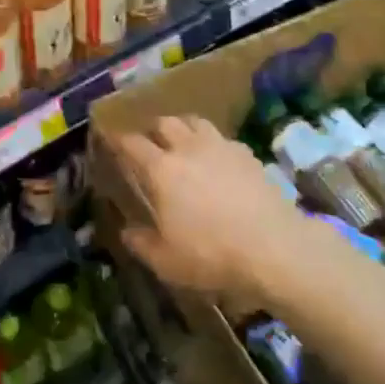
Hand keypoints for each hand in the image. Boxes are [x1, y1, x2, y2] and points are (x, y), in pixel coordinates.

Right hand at [112, 115, 309, 310]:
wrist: (272, 246)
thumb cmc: (211, 254)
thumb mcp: (167, 261)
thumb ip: (142, 243)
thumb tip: (127, 231)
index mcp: (162, 170)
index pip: (133, 144)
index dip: (119, 139)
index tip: (112, 138)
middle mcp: (188, 148)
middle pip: (165, 123)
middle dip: (153, 129)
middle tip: (150, 141)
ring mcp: (220, 146)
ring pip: (195, 122)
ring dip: (183, 127)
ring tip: (182, 141)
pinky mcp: (246, 154)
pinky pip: (222, 138)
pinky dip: (212, 143)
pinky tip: (217, 159)